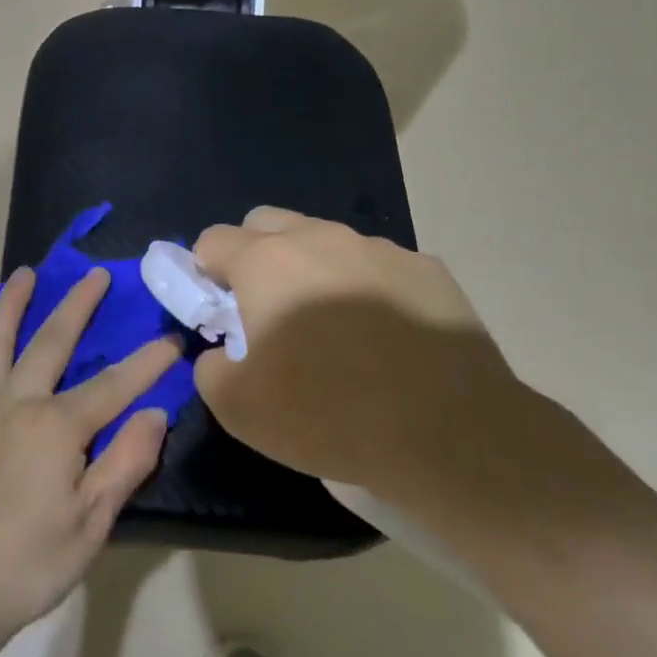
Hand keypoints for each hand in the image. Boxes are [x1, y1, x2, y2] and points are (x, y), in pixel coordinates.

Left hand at [0, 267, 178, 643]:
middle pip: (50, 343)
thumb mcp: (92, 522)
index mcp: (56, 427)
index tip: (171, 340)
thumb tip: (156, 414)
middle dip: (77, 306)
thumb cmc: (29, 562)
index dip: (146, 363)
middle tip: (93, 274)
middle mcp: (14, 404)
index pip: (112, 385)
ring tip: (22, 275)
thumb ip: (125, 462)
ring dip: (11, 306)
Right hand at [191, 207, 523, 507]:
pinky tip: (383, 336)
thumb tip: (221, 352)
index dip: (205, 274)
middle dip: (252, 255)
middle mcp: (320, 239)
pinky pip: (376, 264)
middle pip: (265, 222)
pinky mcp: (427, 269)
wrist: (451, 434)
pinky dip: (364, 287)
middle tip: (265, 310)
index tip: (219, 312)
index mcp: (267, 263)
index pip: (213, 240)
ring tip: (330, 327)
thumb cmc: (330, 415)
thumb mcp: (238, 408)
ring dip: (310, 269)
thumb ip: (209, 367)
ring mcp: (379, 249)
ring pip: (324, 239)